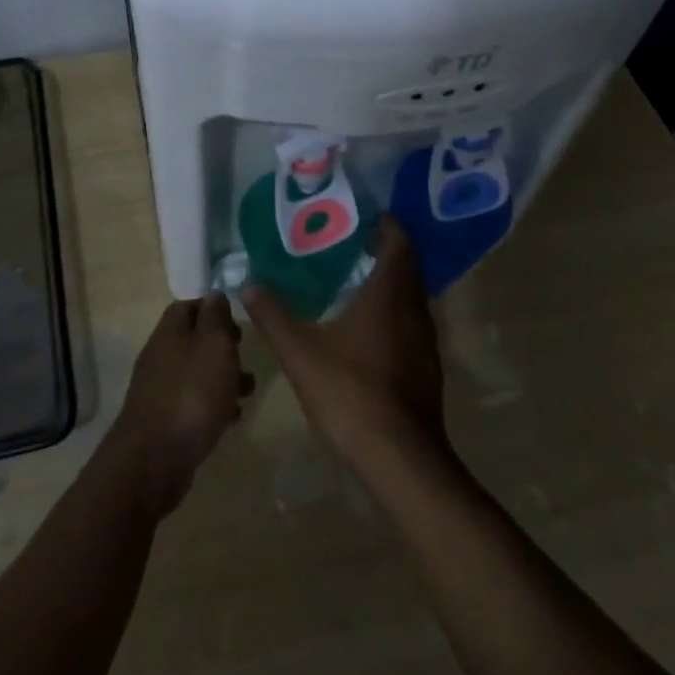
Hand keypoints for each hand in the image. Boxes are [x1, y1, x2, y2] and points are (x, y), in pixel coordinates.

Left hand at [105, 294, 252, 518]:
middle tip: (246, 354)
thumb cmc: (192, 394)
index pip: (188, 305)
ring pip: (196, 373)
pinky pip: (192, 402)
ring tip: (248, 391)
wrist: (154, 459)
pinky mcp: (163, 420)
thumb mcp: (214, 345)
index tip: (238, 319)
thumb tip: (215, 294)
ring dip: (222, 377)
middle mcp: (160, 355)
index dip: (213, 307)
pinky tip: (231, 418)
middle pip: (193, 340)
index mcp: (169, 332)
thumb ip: (216, 317)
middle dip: (223, 346)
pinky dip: (213, 405)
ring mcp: (159, 389)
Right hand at [242, 218, 446, 471]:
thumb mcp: (301, 353)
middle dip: (382, 250)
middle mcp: (414, 310)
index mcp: (389, 295)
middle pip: (407, 267)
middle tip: (346, 242)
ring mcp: (425, 341)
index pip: (398, 243)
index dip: (384, 224)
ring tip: (351, 278)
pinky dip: (392, 311)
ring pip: (410, 296)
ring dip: (389, 282)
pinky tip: (364, 327)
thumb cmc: (350, 393)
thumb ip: (273, 317)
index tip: (359, 215)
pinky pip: (411, 322)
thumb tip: (248, 285)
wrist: (400, 459)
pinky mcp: (426, 367)